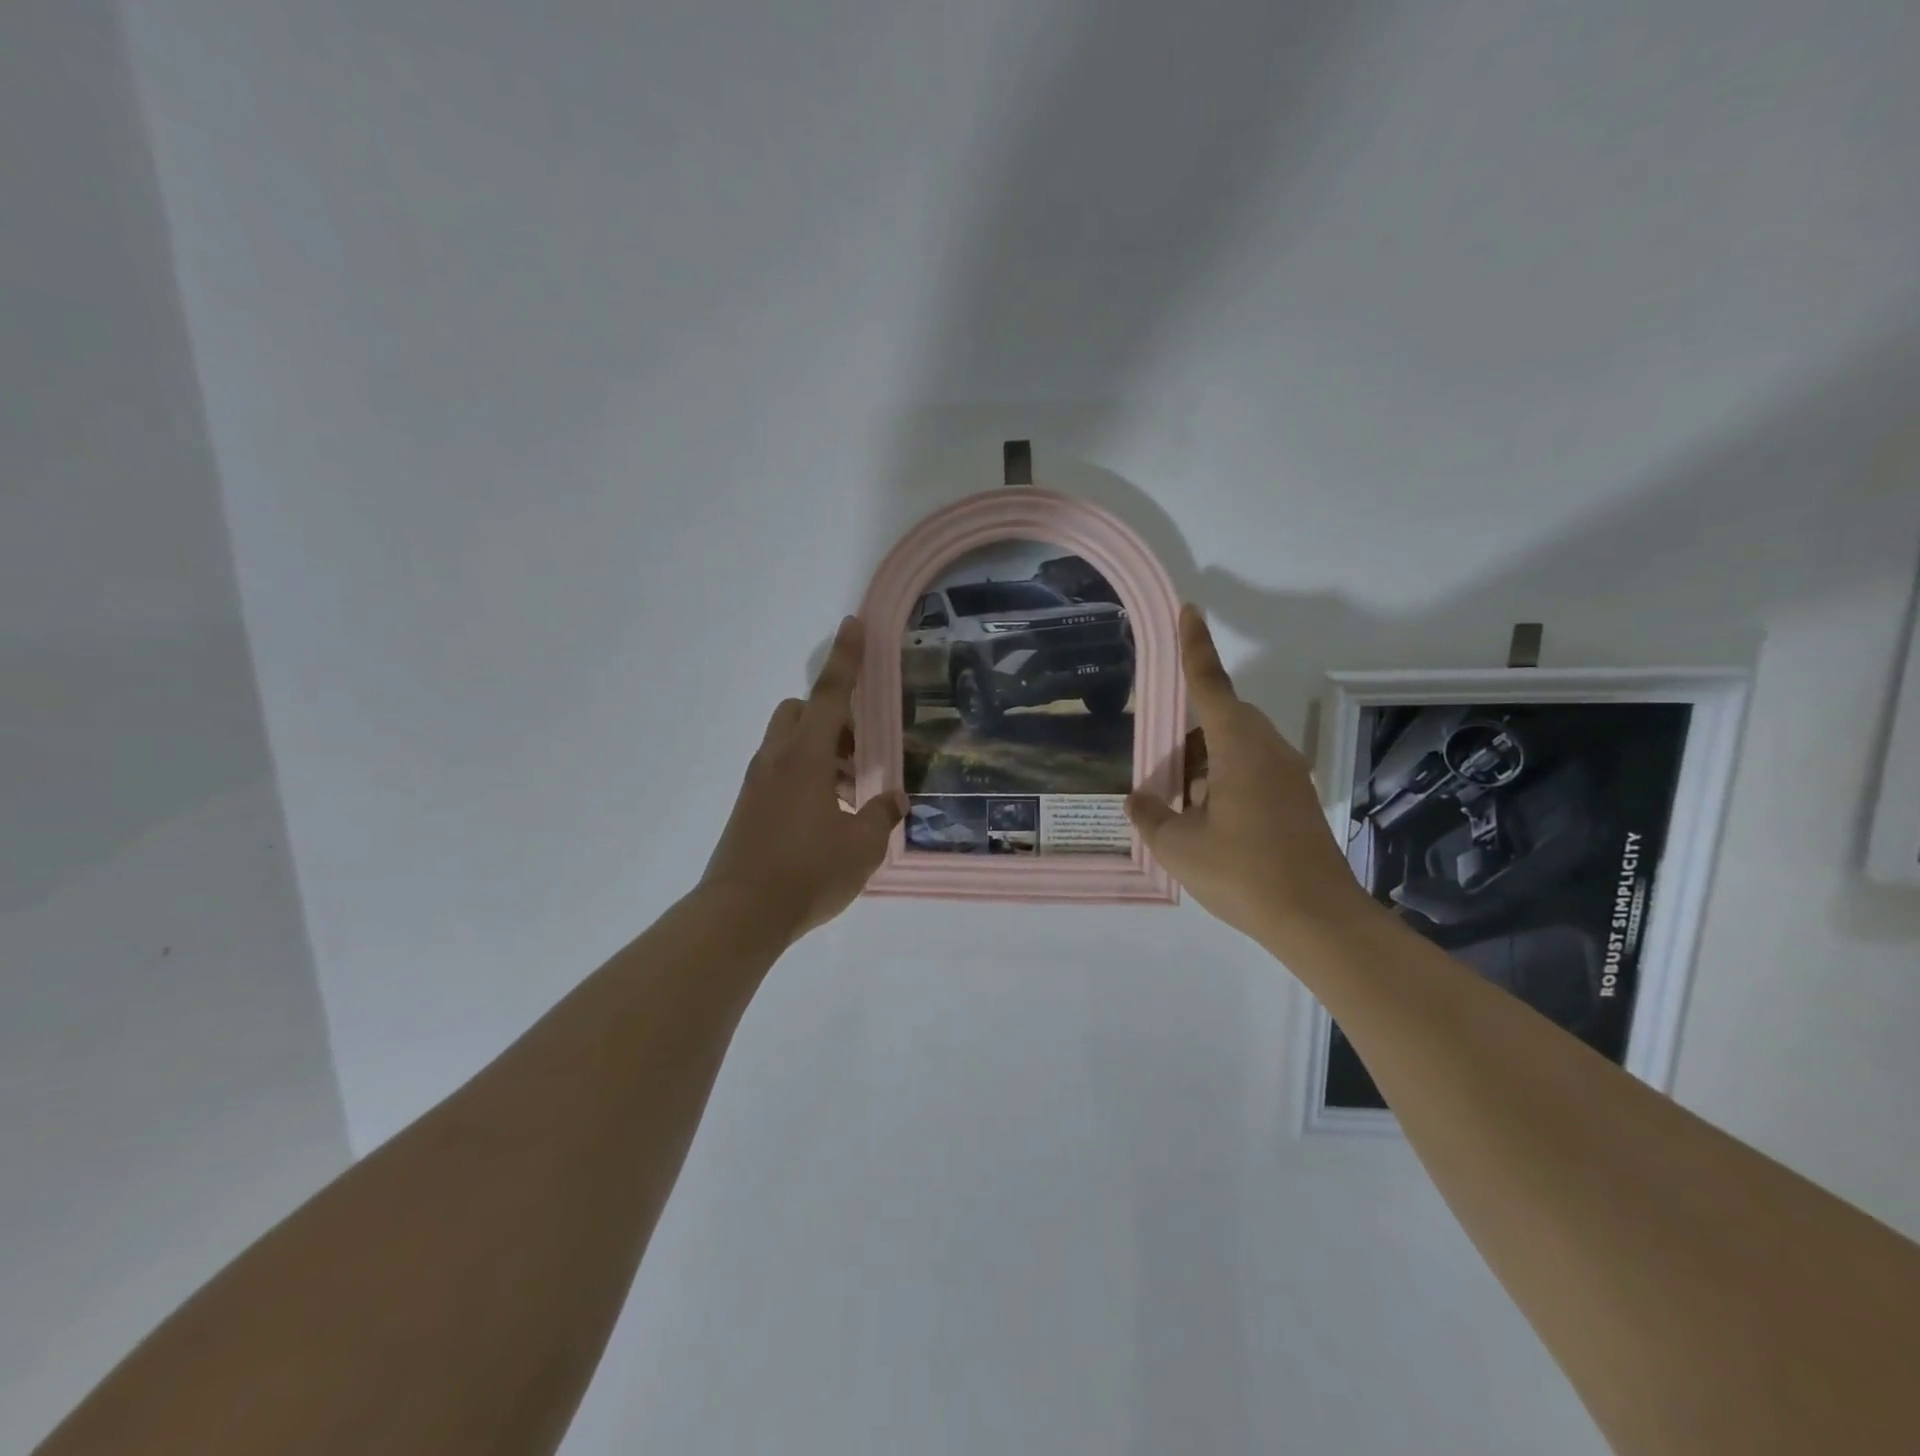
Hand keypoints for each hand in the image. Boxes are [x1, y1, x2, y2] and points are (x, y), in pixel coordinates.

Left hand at [700, 616, 905, 941]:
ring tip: (850, 797)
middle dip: (834, 718)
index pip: (831, 695)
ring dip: (822, 751)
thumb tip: (893, 800)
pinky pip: (780, 770)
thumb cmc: (807, 874)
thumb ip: (881, 816)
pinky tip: (826, 817)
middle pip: (803, 712)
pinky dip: (805, 774)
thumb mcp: (861, 847)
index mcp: (807, 758)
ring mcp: (758, 783)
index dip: (846, 659)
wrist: (739, 915)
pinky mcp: (748, 807)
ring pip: (790, 742)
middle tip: (860, 754)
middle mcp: (777, 759)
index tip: (853, 625)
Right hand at [1126, 607, 1378, 956]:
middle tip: (1161, 768)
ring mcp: (1287, 775)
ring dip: (1205, 765)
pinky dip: (1224, 782)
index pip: (1209, 684)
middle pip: (1222, 719)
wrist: (1318, 919)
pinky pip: (1252, 772)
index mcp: (1239, 747)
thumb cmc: (1243, 872)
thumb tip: (1138, 799)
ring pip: (1237, 749)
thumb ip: (1151, 815)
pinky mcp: (1296, 800)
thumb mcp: (1178, 846)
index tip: (1189, 610)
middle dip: (1188, 735)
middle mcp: (1268, 750)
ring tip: (1179, 804)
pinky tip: (1207, 821)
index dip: (1195, 646)